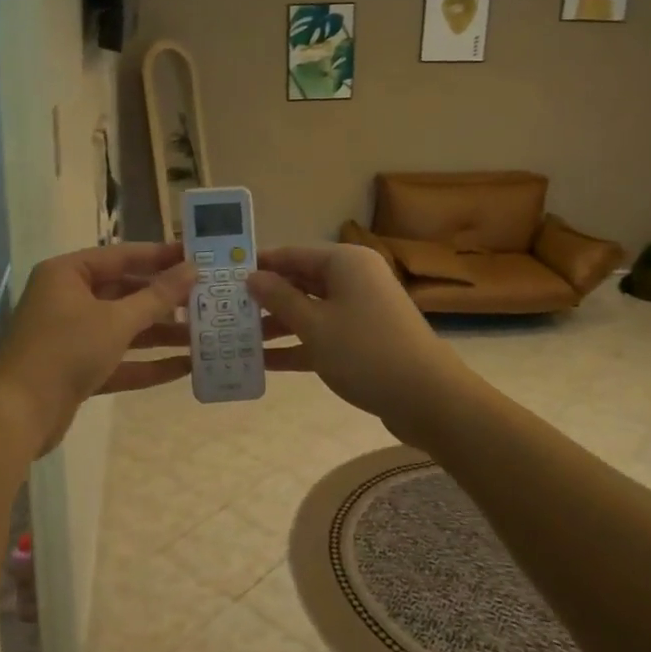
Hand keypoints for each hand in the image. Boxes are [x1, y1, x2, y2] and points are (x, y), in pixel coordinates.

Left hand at [0, 243, 197, 455]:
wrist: (18, 414)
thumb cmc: (66, 350)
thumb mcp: (116, 320)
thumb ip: (157, 296)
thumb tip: (193, 269)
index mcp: (68, 274)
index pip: (122, 256)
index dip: (160, 256)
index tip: (197, 257)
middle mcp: (68, 299)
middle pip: (125, 292)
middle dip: (165, 300)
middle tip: (207, 299)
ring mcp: (72, 336)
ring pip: (124, 328)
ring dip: (161, 334)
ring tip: (204, 336)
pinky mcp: (77, 369)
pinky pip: (118, 360)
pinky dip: (147, 363)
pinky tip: (185, 367)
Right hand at [247, 243, 470, 442]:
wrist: (427, 397)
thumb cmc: (365, 351)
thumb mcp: (314, 324)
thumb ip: (279, 298)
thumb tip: (252, 277)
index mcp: (344, 262)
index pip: (291, 254)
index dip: (258, 265)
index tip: (223, 277)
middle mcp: (353, 279)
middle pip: (300, 281)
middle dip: (265, 297)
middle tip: (226, 310)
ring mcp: (360, 310)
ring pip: (309, 310)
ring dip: (277, 325)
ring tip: (238, 338)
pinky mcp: (362, 340)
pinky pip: (322, 334)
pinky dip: (297, 345)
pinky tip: (265, 363)